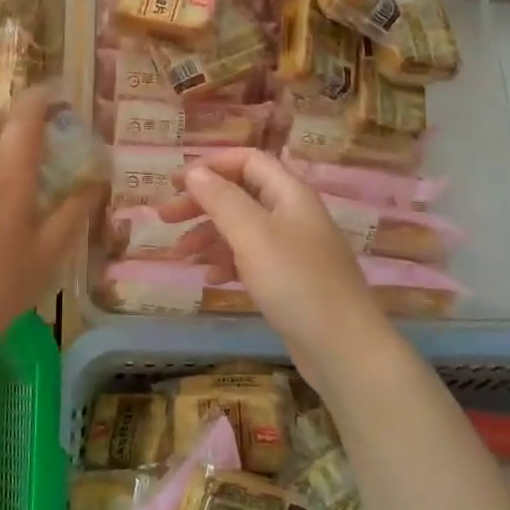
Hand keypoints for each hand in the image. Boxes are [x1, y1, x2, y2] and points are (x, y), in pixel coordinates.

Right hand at [160, 149, 390, 375]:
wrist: (344, 348)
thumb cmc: (296, 282)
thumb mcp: (253, 235)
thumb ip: (222, 199)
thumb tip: (195, 171)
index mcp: (290, 193)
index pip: (247, 160)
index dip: (211, 165)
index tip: (176, 183)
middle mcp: (293, 214)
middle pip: (241, 193)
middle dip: (202, 202)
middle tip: (165, 218)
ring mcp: (294, 249)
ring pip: (243, 228)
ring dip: (210, 234)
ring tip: (181, 254)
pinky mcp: (291, 280)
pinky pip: (252, 259)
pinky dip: (228, 262)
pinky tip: (211, 278)